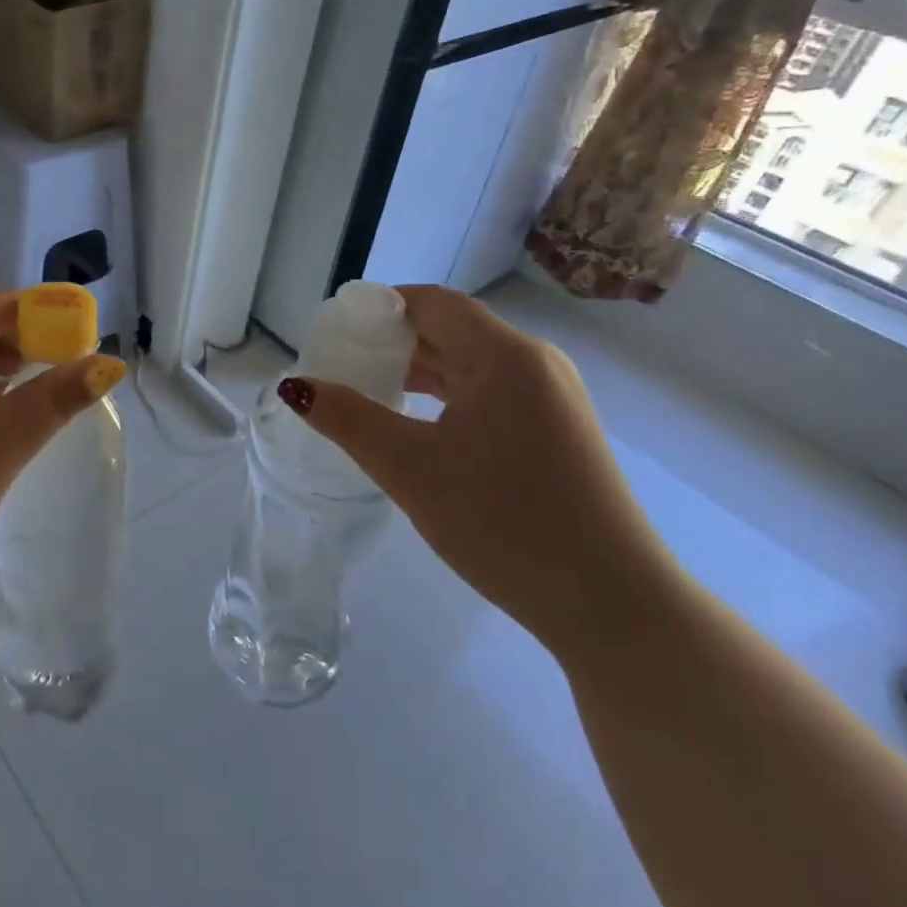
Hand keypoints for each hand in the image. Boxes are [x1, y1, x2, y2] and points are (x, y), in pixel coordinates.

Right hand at [276, 285, 679, 656]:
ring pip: (472, 363)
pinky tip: (418, 423)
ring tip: (368, 390)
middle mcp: (534, 363)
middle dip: (393, 340)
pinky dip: (448, 396)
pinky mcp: (559, 430)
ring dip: (419, 370)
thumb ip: (348, 418)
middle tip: (340, 363)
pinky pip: (491, 392)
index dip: (379, 307)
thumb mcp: (409, 468)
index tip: (334, 329)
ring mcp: (553, 398)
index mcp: (503, 355)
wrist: (611, 604)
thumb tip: (295, 386)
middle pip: (451, 329)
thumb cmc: (502, 522)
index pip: (431, 302)